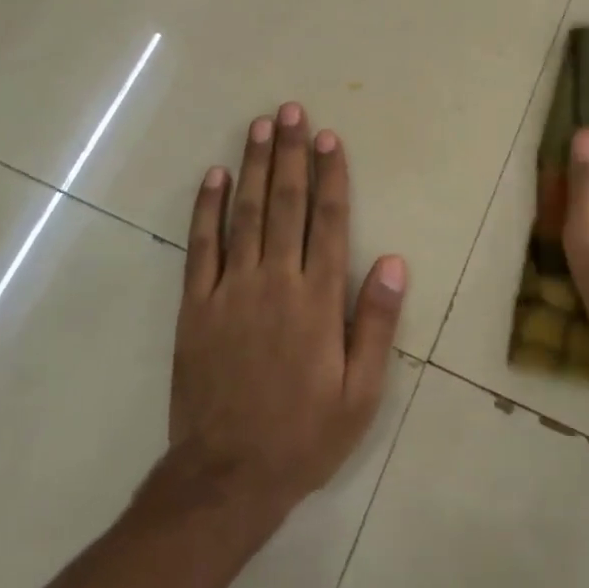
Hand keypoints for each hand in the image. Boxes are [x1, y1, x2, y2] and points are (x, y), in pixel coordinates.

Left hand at [167, 102, 407, 520]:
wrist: (227, 476)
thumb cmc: (304, 434)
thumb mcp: (361, 392)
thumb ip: (375, 323)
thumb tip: (392, 262)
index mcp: (317, 299)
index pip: (328, 221)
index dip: (330, 175)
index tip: (328, 138)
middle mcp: (275, 281)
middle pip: (285, 203)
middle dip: (290, 153)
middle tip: (292, 111)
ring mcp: (230, 290)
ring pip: (244, 213)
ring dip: (253, 165)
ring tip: (259, 126)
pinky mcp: (196, 305)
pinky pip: (201, 246)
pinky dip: (206, 208)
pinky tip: (212, 176)